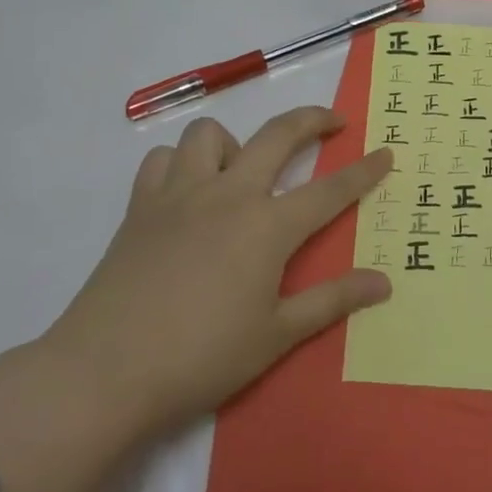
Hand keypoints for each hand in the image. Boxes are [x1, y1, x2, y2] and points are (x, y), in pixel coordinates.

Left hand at [43, 106, 393, 440]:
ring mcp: (180, 194)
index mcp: (267, 227)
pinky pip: (163, 160)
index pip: (329, 190)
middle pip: (277, 135)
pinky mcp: (141, 206)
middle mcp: (228, 195)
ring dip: (235, 143)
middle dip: (313, 120)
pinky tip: (188, 192)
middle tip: (333, 122)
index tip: (386, 153)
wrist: (105, 371)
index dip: (363, 171)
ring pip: (211, 134)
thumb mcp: (276, 335)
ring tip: (242, 172)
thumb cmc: (201, 357)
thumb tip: (383, 282)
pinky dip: (180, 164)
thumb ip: (332, 300)